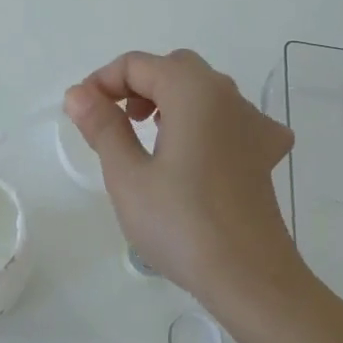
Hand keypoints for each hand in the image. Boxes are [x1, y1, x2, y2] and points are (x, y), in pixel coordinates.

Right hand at [64, 49, 295, 304]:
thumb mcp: (127, 175)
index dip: (102, 81)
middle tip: (113, 122)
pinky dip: (204, 122)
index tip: (81, 114)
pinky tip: (195, 152)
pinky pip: (230, 118)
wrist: (249, 278)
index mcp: (193, 91)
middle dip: (137, 85)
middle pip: (173, 69)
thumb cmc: (181, 223)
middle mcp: (228, 96)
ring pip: (203, 90)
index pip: (137, 64)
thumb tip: (78, 93)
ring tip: (146, 136)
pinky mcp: (264, 153)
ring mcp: (253, 124)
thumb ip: (102, 126)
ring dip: (169, 100)